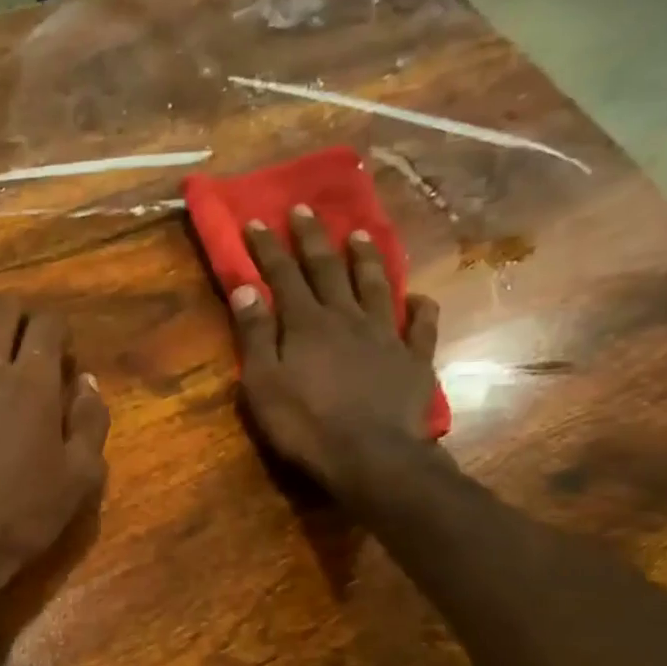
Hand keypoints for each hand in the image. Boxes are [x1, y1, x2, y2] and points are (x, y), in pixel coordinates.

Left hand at [0, 301, 109, 609]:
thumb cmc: (24, 514)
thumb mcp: (80, 476)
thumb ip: (90, 421)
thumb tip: (87, 382)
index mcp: (31, 383)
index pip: (47, 324)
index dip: (62, 333)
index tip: (66, 360)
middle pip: (0, 310)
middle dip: (22, 318)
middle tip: (32, 350)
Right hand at [227, 205, 441, 506]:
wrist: (370, 456)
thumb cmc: (305, 425)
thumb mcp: (263, 384)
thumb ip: (255, 335)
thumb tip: (245, 288)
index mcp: (306, 323)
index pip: (283, 275)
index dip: (268, 248)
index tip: (256, 220)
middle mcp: (346, 317)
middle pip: (327, 269)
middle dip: (313, 238)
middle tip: (305, 209)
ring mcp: (385, 335)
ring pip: (375, 285)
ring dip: (365, 257)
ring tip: (360, 234)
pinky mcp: (414, 359)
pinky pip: (421, 325)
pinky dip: (420, 307)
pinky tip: (419, 297)